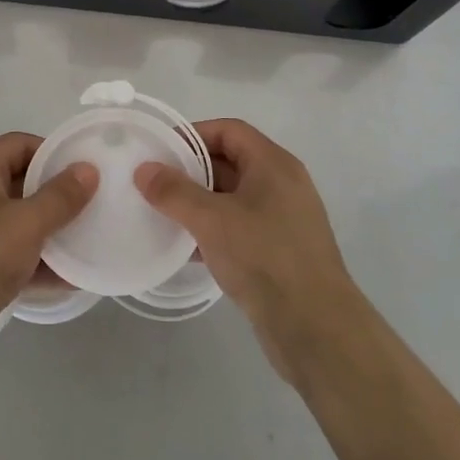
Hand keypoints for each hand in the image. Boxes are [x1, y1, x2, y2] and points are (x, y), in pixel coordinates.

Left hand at [0, 132, 95, 373]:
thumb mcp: (26, 222)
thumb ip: (61, 196)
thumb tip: (88, 169)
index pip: (20, 144)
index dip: (54, 154)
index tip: (88, 172)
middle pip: (20, 182)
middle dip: (57, 196)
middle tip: (95, 206)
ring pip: (18, 221)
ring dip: (51, 232)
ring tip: (90, 242)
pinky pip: (11, 254)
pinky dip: (37, 262)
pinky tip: (71, 278)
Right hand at [135, 119, 363, 381]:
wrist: (315, 328)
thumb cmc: (264, 258)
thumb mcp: (212, 220)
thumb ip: (175, 192)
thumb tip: (144, 170)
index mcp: (273, 165)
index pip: (229, 130)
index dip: (194, 134)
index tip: (160, 149)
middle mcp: (282, 185)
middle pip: (231, 162)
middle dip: (192, 169)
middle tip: (154, 182)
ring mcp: (283, 219)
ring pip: (233, 197)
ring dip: (199, 202)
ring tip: (162, 213)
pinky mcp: (279, 251)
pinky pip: (239, 227)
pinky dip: (212, 229)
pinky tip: (185, 247)